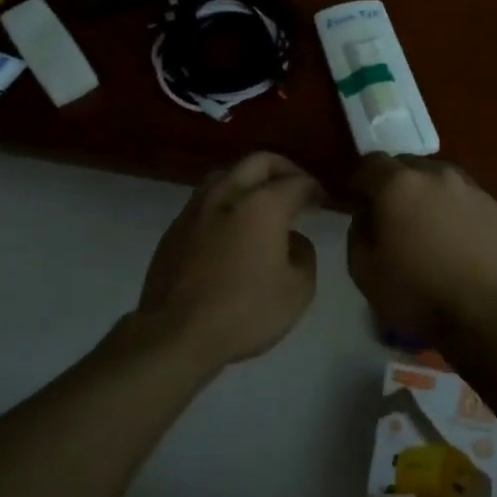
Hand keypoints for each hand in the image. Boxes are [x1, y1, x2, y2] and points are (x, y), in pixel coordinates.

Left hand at [137, 152, 321, 371]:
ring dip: (249, 181)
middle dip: (283, 169)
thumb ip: (304, 255)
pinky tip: (231, 227)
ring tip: (262, 203)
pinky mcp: (175, 227)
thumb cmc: (244, 312)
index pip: (297, 182)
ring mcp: (196, 208)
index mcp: (263, 205)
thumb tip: (293, 240)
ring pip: (227, 174)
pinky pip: (206, 200)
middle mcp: (228, 194)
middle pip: (259, 162)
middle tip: (296, 187)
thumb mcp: (298, 291)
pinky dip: (226, 203)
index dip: (314, 188)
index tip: (321, 200)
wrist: (176, 333)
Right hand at [347, 153, 496, 345]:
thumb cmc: (416, 293)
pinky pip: (464, 198)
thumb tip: (367, 213)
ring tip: (426, 225)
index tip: (354, 201)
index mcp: (398, 184)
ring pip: (437, 179)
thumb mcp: (363, 269)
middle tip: (390, 214)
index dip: (357, 181)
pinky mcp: (495, 207)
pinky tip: (455, 238)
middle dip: (392, 184)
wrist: (487, 316)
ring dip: (425, 194)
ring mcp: (470, 188)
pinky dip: (453, 209)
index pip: (369, 163)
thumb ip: (358, 229)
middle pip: (405, 166)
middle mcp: (435, 174)